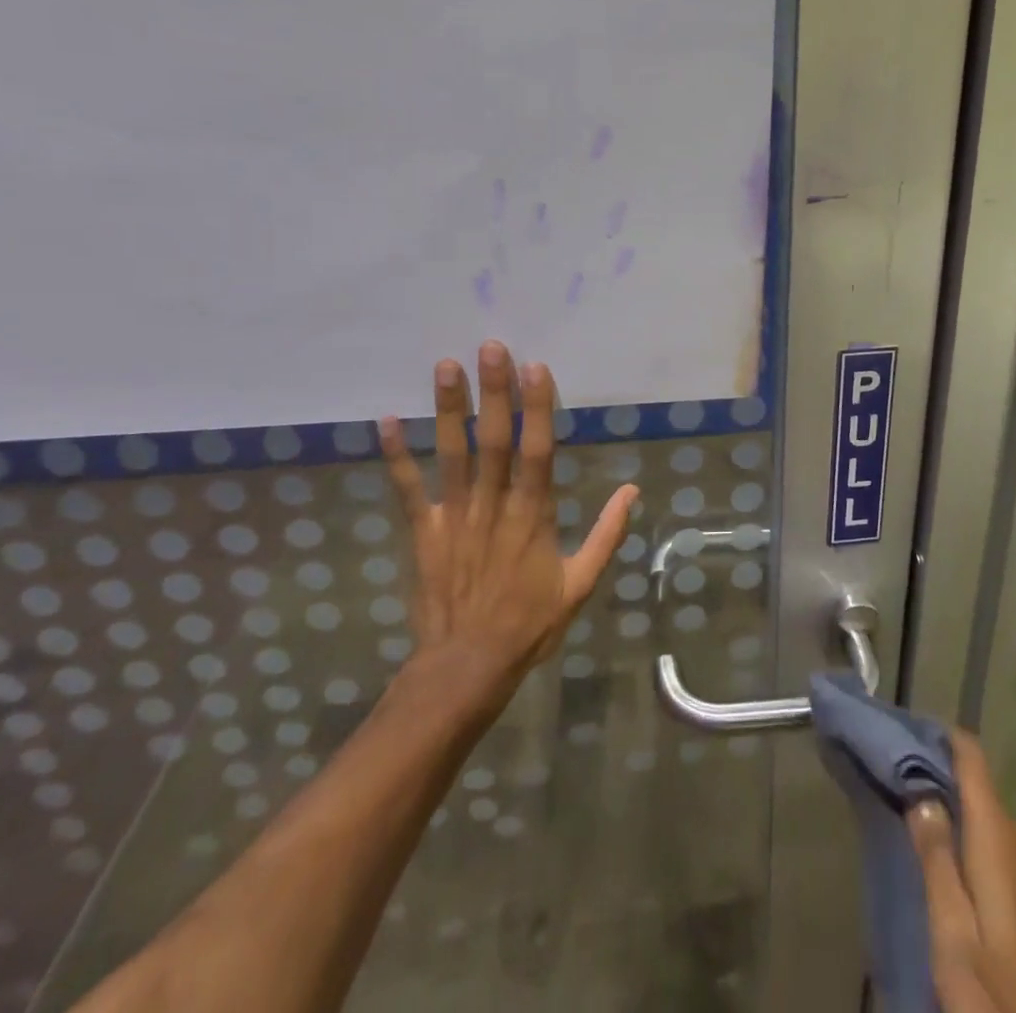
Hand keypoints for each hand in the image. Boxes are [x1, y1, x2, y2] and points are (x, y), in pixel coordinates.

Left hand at [378, 340, 637, 686]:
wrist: (468, 667)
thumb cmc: (530, 624)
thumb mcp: (581, 585)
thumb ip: (607, 536)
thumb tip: (632, 492)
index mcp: (533, 517)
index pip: (537, 452)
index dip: (537, 408)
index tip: (535, 367)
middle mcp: (493, 507)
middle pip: (494, 441)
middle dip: (493, 393)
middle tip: (490, 348)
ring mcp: (454, 518)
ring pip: (452, 455)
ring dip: (448, 410)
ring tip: (445, 366)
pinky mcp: (424, 533)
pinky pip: (408, 491)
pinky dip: (396, 457)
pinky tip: (383, 421)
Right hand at [908, 731, 1015, 1012]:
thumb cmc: (995, 994)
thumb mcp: (952, 933)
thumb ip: (935, 859)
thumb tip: (920, 791)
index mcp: (999, 841)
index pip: (973, 760)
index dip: (942, 736)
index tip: (905, 728)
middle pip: (979, 786)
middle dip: (939, 770)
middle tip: (894, 769)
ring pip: (987, 816)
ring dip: (953, 803)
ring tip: (912, 804)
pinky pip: (997, 842)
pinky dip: (969, 830)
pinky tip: (948, 850)